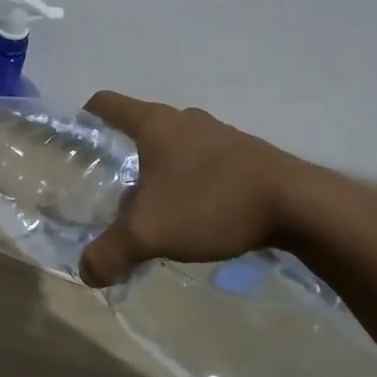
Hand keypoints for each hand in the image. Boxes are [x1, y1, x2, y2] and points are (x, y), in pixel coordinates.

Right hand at [77, 91, 322, 288]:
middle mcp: (185, 121)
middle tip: (111, 190)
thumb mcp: (149, 233)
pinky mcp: (247, 156)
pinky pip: (204, 163)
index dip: (86, 117)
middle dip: (123, 155)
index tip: (77, 139)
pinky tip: (193, 216)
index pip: (107, 104)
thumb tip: (86, 272)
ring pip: (175, 148)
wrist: (300, 206)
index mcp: (155, 124)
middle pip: (141, 128)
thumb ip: (110, 253)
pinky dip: (190, 182)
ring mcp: (220, 136)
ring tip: (152, 209)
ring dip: (160, 172)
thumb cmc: (211, 203)